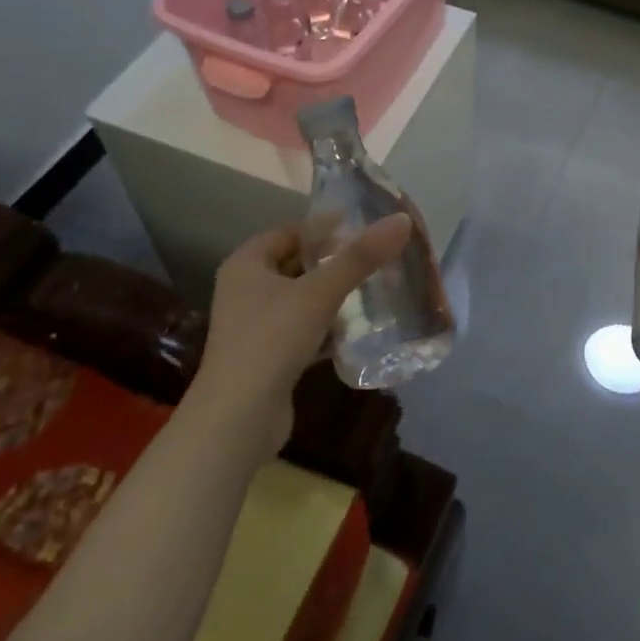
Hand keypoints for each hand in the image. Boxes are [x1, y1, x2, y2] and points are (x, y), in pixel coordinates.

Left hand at [191, 214, 412, 448]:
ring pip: (301, 299)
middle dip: (334, 262)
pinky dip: (328, 326)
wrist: (239, 420)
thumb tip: (401, 220)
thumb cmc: (272, 341)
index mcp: (246, 264)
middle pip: (296, 264)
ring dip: (333, 295)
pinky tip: (357, 329)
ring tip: (374, 290)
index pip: (290, 231)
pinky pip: (303, 329)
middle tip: (376, 258)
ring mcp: (255, 326)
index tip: (365, 228)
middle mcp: (245, 290)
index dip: (326, 228)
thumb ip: (360, 258)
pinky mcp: (268, 357)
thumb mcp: (319, 293)